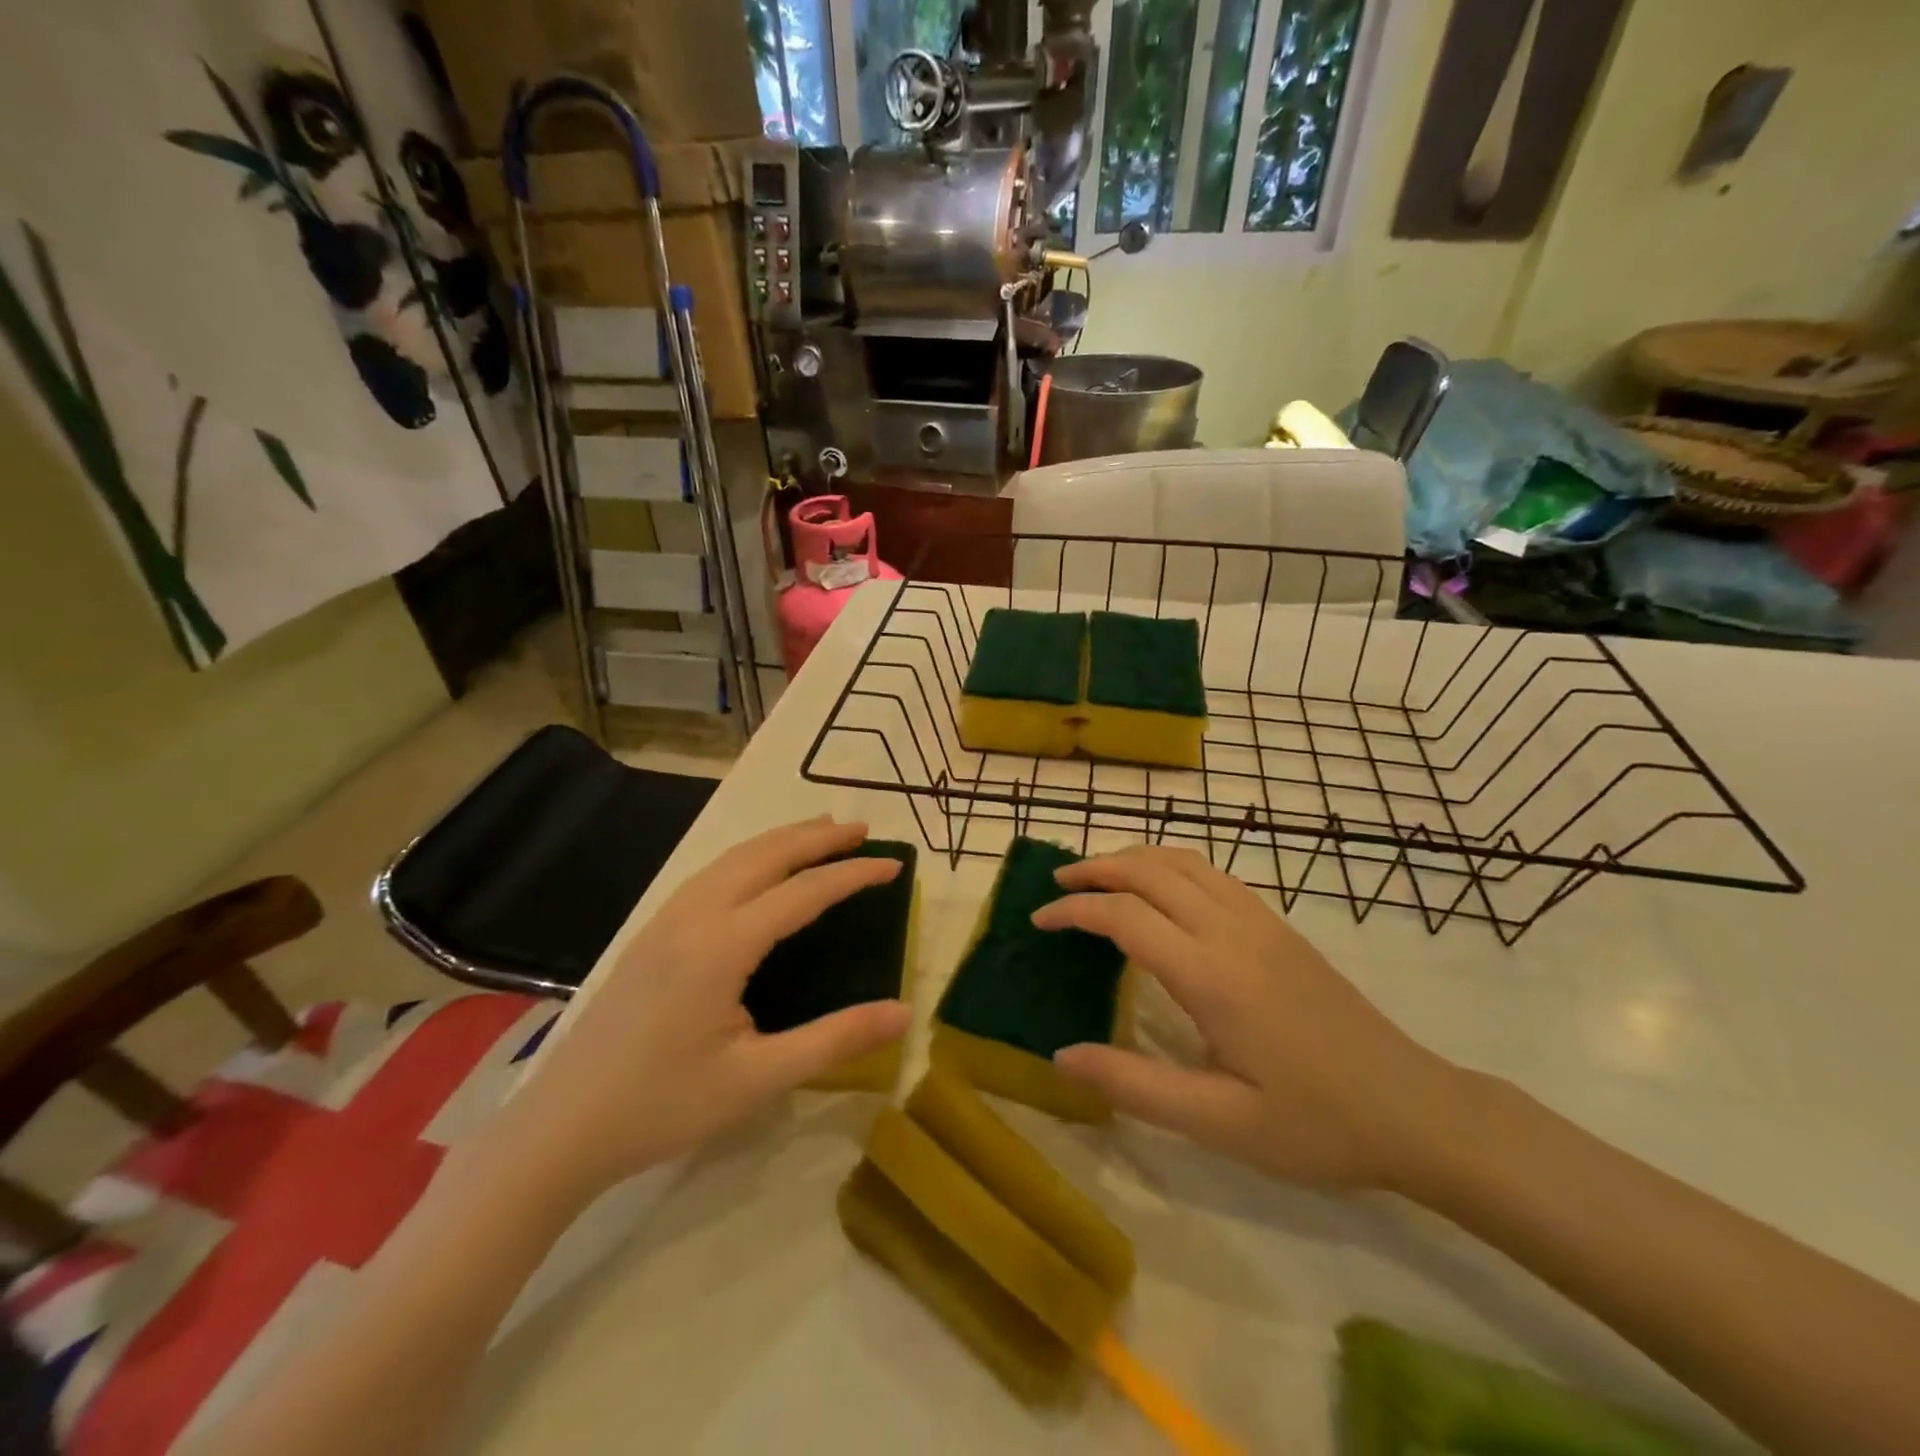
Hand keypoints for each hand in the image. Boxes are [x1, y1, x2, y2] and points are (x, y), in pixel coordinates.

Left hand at [504, 817, 911, 1199]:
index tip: (894, 866)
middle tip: (863, 830)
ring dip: (782, 840)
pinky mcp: (650, 933)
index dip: (853, 874)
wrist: (560, 1130)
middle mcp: (693, 916)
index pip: (803, 891)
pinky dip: (751, 856)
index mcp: (722, 945)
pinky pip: (711, 873)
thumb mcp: (759, 1079)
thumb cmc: (663, 1106)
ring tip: (821, 834)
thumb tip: (905, 1012)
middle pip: (765, 855)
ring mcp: (665, 920)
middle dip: (817, 837)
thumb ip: (835, 1039)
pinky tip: (760, 871)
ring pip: (733, 858)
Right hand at [1032, 845, 1460, 1191]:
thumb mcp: (1220, 1123)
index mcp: (1211, 975)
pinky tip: (1160, 891)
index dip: (1074, 911)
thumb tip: (1062, 1056)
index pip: (1124, 917)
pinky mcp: (1280, 927)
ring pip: (1184, 861)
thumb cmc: (1316, 1124)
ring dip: (1133, 858)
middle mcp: (1232, 931)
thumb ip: (1135, 1086)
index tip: (1038, 921)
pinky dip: (1170, 865)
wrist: (1416, 1109)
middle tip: (1057, 887)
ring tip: (1098, 877)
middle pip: (1150, 871)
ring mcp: (1261, 922)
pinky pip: (1213, 873)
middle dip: (1096, 868)